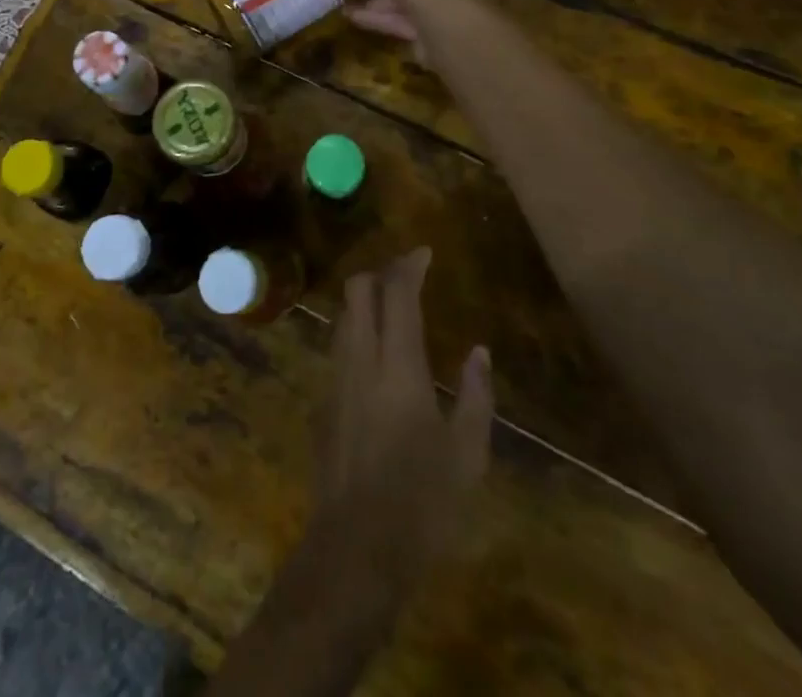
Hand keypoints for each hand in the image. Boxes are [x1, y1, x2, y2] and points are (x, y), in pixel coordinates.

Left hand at [305, 248, 492, 614]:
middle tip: (408, 275)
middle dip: (380, 272)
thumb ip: (475, 395)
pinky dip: (357, 331)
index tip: (425, 252)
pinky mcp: (323, 400)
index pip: (397, 293)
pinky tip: (377, 354)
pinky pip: (338, 346)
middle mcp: (360, 358)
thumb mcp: (467, 454)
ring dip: (365, 300)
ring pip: (343, 316)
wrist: (356, 548)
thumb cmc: (422, 503)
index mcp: (398, 365)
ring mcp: (335, 378)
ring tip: (393, 308)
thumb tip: (478, 351)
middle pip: (357, 290)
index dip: (409, 265)